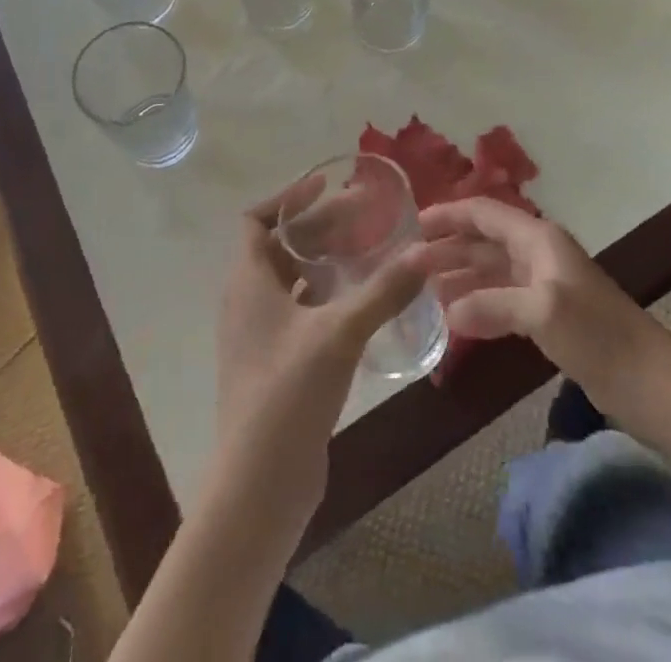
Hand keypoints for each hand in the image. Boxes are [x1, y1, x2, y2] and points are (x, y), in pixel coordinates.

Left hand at [210, 179, 428, 537]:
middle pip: (279, 246)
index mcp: (247, 281)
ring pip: (289, 279)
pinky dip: (323, 295)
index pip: (256, 219)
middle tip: (364, 216)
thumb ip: (384, 291)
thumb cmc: (289, 392)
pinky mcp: (273, 363)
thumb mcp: (340, 333)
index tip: (326, 185)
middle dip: (319, 227)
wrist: (259, 485)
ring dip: (322, 260)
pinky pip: (296, 310)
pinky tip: (359, 302)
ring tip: (365, 250)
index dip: (288, 198)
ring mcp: (258, 335)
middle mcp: (246, 301)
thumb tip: (425, 251)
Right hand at [422, 198, 670, 428]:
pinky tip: (457, 318)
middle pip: (485, 240)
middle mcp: (539, 254)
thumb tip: (447, 311)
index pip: (484, 213)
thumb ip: (491, 305)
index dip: (449, 215)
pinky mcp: (551, 317)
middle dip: (448, 247)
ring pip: (492, 269)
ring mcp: (545, 286)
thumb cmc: (600, 337)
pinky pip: (503, 298)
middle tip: (408, 264)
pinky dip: (478, 302)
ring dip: (460, 275)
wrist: (656, 385)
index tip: (412, 225)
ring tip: (424, 290)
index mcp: (539, 239)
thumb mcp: (543, 313)